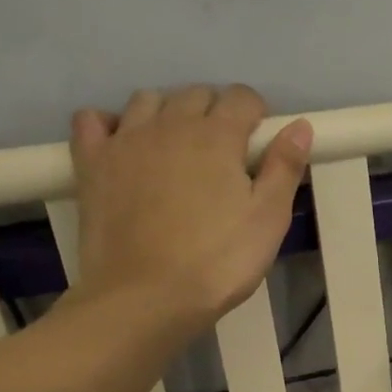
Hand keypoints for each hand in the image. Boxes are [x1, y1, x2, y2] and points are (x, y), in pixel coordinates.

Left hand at [68, 83, 311, 332]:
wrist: (147, 297)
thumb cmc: (219, 261)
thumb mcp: (269, 220)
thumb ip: (284, 168)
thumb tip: (299, 126)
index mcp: (217, 136)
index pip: (241, 98)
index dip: (256, 116)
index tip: (260, 146)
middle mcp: (169, 125)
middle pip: (195, 95)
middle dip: (215, 112)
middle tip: (225, 155)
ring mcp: (125, 140)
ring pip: (148, 101)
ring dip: (168, 113)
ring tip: (178, 149)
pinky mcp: (92, 163)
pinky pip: (93, 120)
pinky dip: (110, 124)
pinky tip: (124, 146)